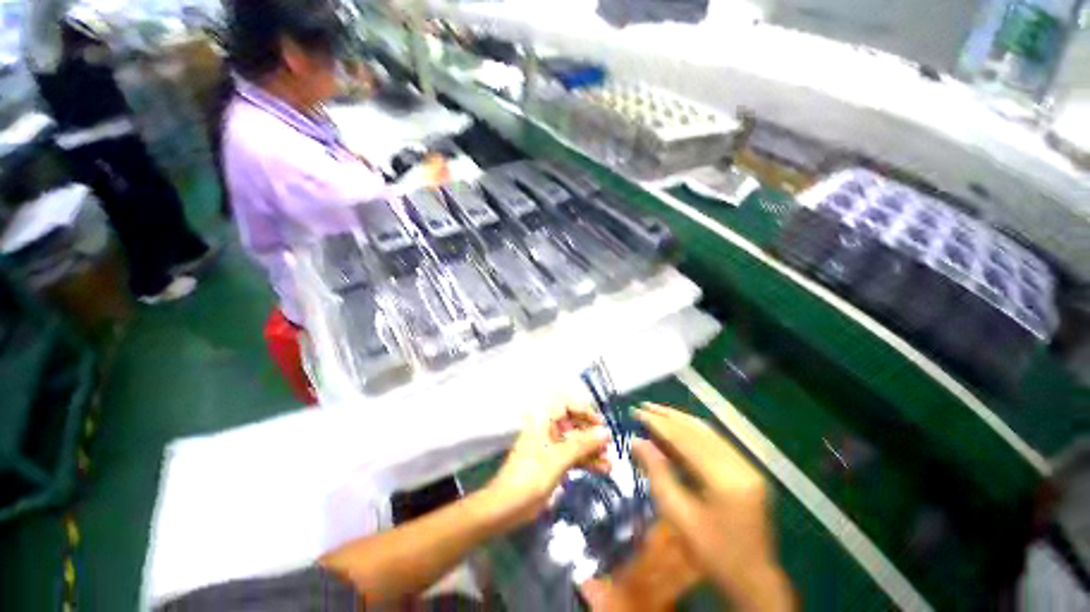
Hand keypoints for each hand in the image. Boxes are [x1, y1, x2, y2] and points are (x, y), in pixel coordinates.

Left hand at [486, 403, 611, 526]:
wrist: (506, 507)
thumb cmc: (530, 478)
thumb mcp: (558, 459)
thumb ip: (582, 444)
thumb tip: (606, 432)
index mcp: (543, 421)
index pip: (566, 405)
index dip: (584, 411)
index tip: (600, 425)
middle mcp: (548, 429)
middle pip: (574, 424)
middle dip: (592, 434)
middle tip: (608, 446)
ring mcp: (551, 446)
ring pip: (575, 441)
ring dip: (592, 450)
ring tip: (609, 462)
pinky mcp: (553, 462)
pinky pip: (573, 456)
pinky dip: (586, 461)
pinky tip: (603, 469)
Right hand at [632, 403, 793, 611]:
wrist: (753, 579)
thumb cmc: (713, 553)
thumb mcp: (678, 516)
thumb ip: (657, 473)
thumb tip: (636, 441)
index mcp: (724, 479)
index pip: (685, 439)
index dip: (659, 423)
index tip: (637, 412)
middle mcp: (740, 465)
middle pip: (698, 430)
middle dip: (668, 416)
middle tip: (644, 406)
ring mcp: (748, 466)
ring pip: (708, 432)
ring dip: (680, 420)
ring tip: (656, 412)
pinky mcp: (748, 469)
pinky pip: (716, 442)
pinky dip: (693, 432)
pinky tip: (678, 428)